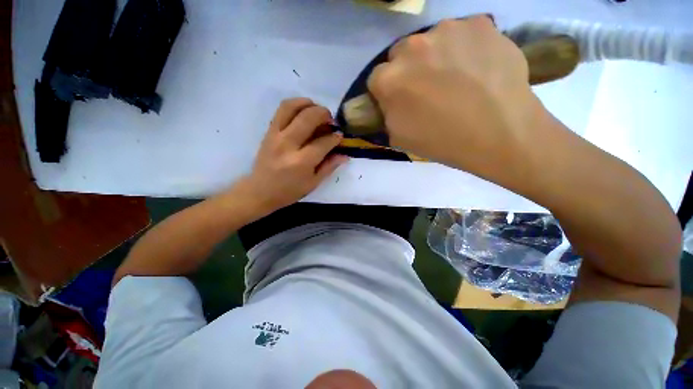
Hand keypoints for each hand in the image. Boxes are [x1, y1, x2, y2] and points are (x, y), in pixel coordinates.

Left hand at [242, 98, 347, 210]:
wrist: (260, 191)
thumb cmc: (289, 191)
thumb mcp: (313, 183)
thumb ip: (329, 166)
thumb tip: (345, 155)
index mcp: (301, 162)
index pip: (323, 142)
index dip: (335, 137)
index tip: (340, 136)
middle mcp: (288, 144)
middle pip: (308, 118)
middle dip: (324, 114)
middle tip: (331, 121)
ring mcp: (275, 135)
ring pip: (291, 107)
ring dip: (308, 103)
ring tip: (317, 110)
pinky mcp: (268, 131)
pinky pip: (281, 110)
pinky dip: (295, 105)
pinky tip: (303, 112)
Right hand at [368, 16, 547, 182]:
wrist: (500, 133)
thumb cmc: (442, 141)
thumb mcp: (400, 138)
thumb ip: (387, 114)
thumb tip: (390, 102)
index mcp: (389, 80)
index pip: (376, 79)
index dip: (386, 92)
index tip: (399, 101)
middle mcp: (412, 46)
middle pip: (400, 54)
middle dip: (408, 70)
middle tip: (427, 89)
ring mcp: (447, 29)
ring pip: (431, 41)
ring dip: (436, 57)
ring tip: (455, 78)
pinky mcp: (478, 23)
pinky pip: (462, 33)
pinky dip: (465, 48)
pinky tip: (476, 68)